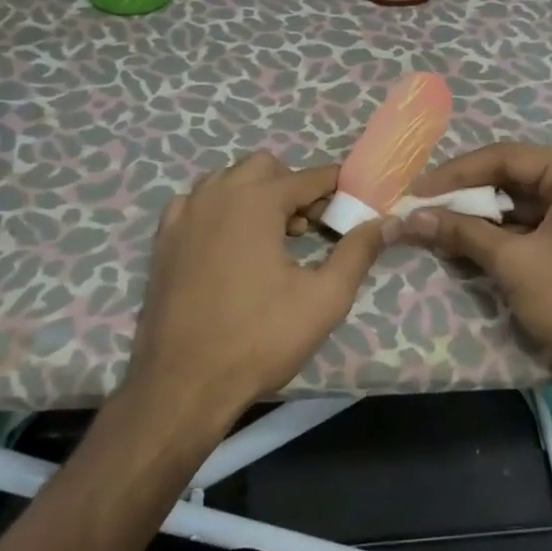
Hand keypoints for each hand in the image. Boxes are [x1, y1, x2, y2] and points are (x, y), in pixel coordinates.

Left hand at [125, 152, 389, 430]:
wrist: (184, 382)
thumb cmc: (260, 338)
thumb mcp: (324, 298)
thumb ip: (358, 252)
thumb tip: (388, 221)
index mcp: (255, 200)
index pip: (308, 177)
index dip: (336, 190)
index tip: (352, 210)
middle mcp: (215, 194)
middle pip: (265, 168)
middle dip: (292, 188)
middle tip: (308, 231)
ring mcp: (183, 214)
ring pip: (228, 181)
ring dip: (256, 196)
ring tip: (271, 241)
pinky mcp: (164, 238)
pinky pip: (198, 204)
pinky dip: (221, 212)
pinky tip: (230, 249)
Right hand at [400, 143, 551, 384]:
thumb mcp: (513, 262)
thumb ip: (462, 232)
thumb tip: (412, 217)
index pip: (505, 157)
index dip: (455, 173)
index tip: (416, 190)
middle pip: (513, 177)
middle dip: (466, 194)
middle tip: (423, 207)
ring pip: (521, 203)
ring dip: (480, 216)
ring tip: (437, 225)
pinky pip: (534, 225)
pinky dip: (501, 234)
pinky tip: (467, 243)